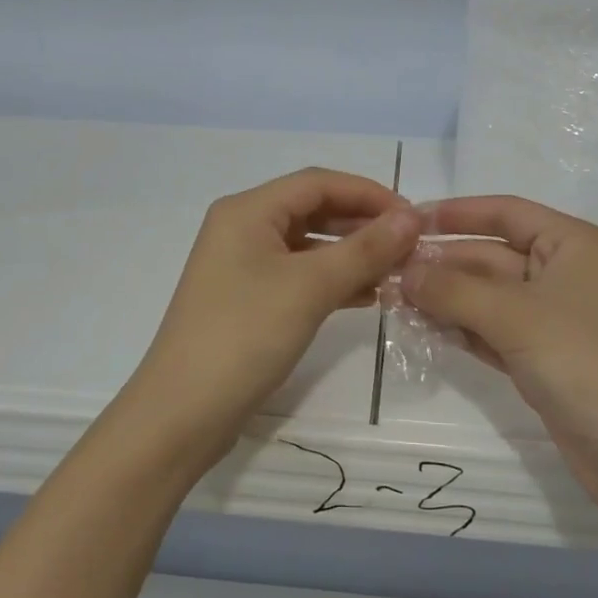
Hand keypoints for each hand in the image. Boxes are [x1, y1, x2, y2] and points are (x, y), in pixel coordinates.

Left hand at [119, 169, 420, 469]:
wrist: (183, 413)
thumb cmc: (244, 335)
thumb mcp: (309, 287)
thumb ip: (364, 249)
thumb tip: (412, 217)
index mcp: (248, 211)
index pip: (318, 183)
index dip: (369, 193)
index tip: (414, 217)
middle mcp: (243, 229)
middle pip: (314, 211)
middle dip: (363, 224)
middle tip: (410, 246)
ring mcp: (244, 266)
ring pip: (309, 246)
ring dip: (352, 255)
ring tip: (397, 273)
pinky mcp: (249, 300)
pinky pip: (299, 276)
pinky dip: (333, 281)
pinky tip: (367, 297)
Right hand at [401, 196, 597, 529]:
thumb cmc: (586, 362)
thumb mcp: (515, 316)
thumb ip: (453, 289)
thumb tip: (403, 272)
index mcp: (573, 244)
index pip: (506, 213)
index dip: (457, 212)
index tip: (408, 220)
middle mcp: (564, 273)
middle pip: (492, 256)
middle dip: (443, 264)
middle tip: (388, 271)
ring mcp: (554, 319)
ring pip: (488, 297)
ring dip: (445, 298)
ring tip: (393, 300)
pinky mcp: (544, 358)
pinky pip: (493, 331)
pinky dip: (462, 329)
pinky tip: (423, 329)